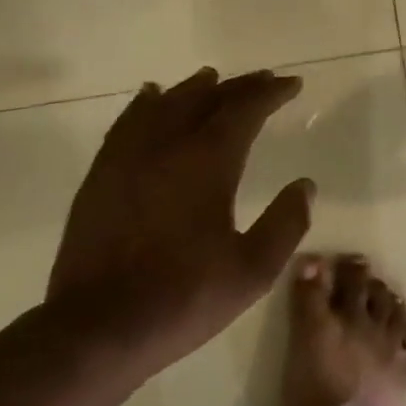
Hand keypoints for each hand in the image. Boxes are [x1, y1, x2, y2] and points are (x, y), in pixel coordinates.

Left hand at [48, 66, 313, 373]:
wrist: (101, 326)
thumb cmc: (185, 298)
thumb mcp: (253, 270)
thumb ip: (285, 223)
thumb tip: (304, 185)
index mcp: (207, 164)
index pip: (243, 110)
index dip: (270, 93)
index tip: (291, 84)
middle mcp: (165, 147)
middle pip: (205, 100)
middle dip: (238, 87)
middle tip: (262, 80)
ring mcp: (126, 159)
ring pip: (162, 105)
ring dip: (191, 89)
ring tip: (210, 79)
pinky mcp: (101, 176)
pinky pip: (127, 124)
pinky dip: (145, 105)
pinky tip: (150, 99)